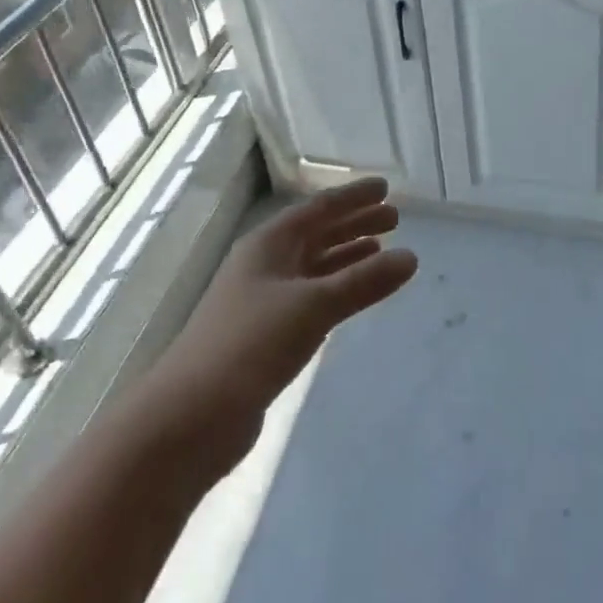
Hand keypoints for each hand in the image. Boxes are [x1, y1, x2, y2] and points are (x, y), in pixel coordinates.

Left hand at [135, 177, 416, 476]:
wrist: (192, 415)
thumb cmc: (251, 344)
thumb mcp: (312, 306)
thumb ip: (363, 282)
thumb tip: (411, 257)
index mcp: (268, 244)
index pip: (318, 209)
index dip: (353, 197)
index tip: (385, 187)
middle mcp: (265, 264)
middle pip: (317, 234)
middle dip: (354, 224)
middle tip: (395, 218)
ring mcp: (263, 300)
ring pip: (314, 267)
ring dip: (347, 256)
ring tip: (381, 250)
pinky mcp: (266, 334)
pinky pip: (311, 297)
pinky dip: (336, 290)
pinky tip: (353, 296)